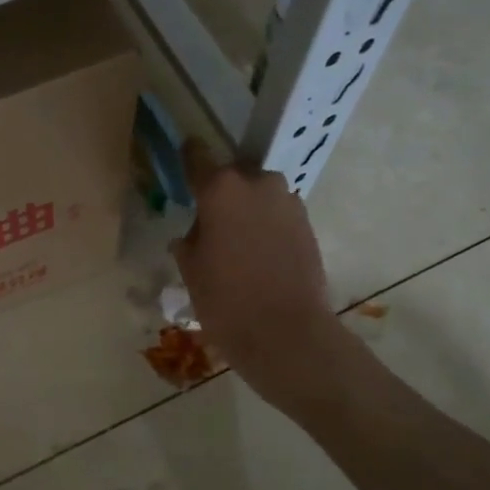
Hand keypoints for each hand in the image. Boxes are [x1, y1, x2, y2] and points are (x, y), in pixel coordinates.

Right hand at [173, 141, 345, 408]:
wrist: (286, 333)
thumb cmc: (224, 299)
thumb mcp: (190, 268)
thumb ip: (190, 237)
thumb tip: (197, 231)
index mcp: (221, 188)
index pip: (197, 156)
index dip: (188, 157)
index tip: (182, 158)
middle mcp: (258, 183)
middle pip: (233, 176)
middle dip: (222, 193)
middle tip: (210, 221)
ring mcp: (288, 202)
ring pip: (259, 195)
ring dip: (247, 210)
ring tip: (236, 243)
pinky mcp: (308, 224)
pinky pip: (278, 215)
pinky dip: (267, 226)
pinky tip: (258, 255)